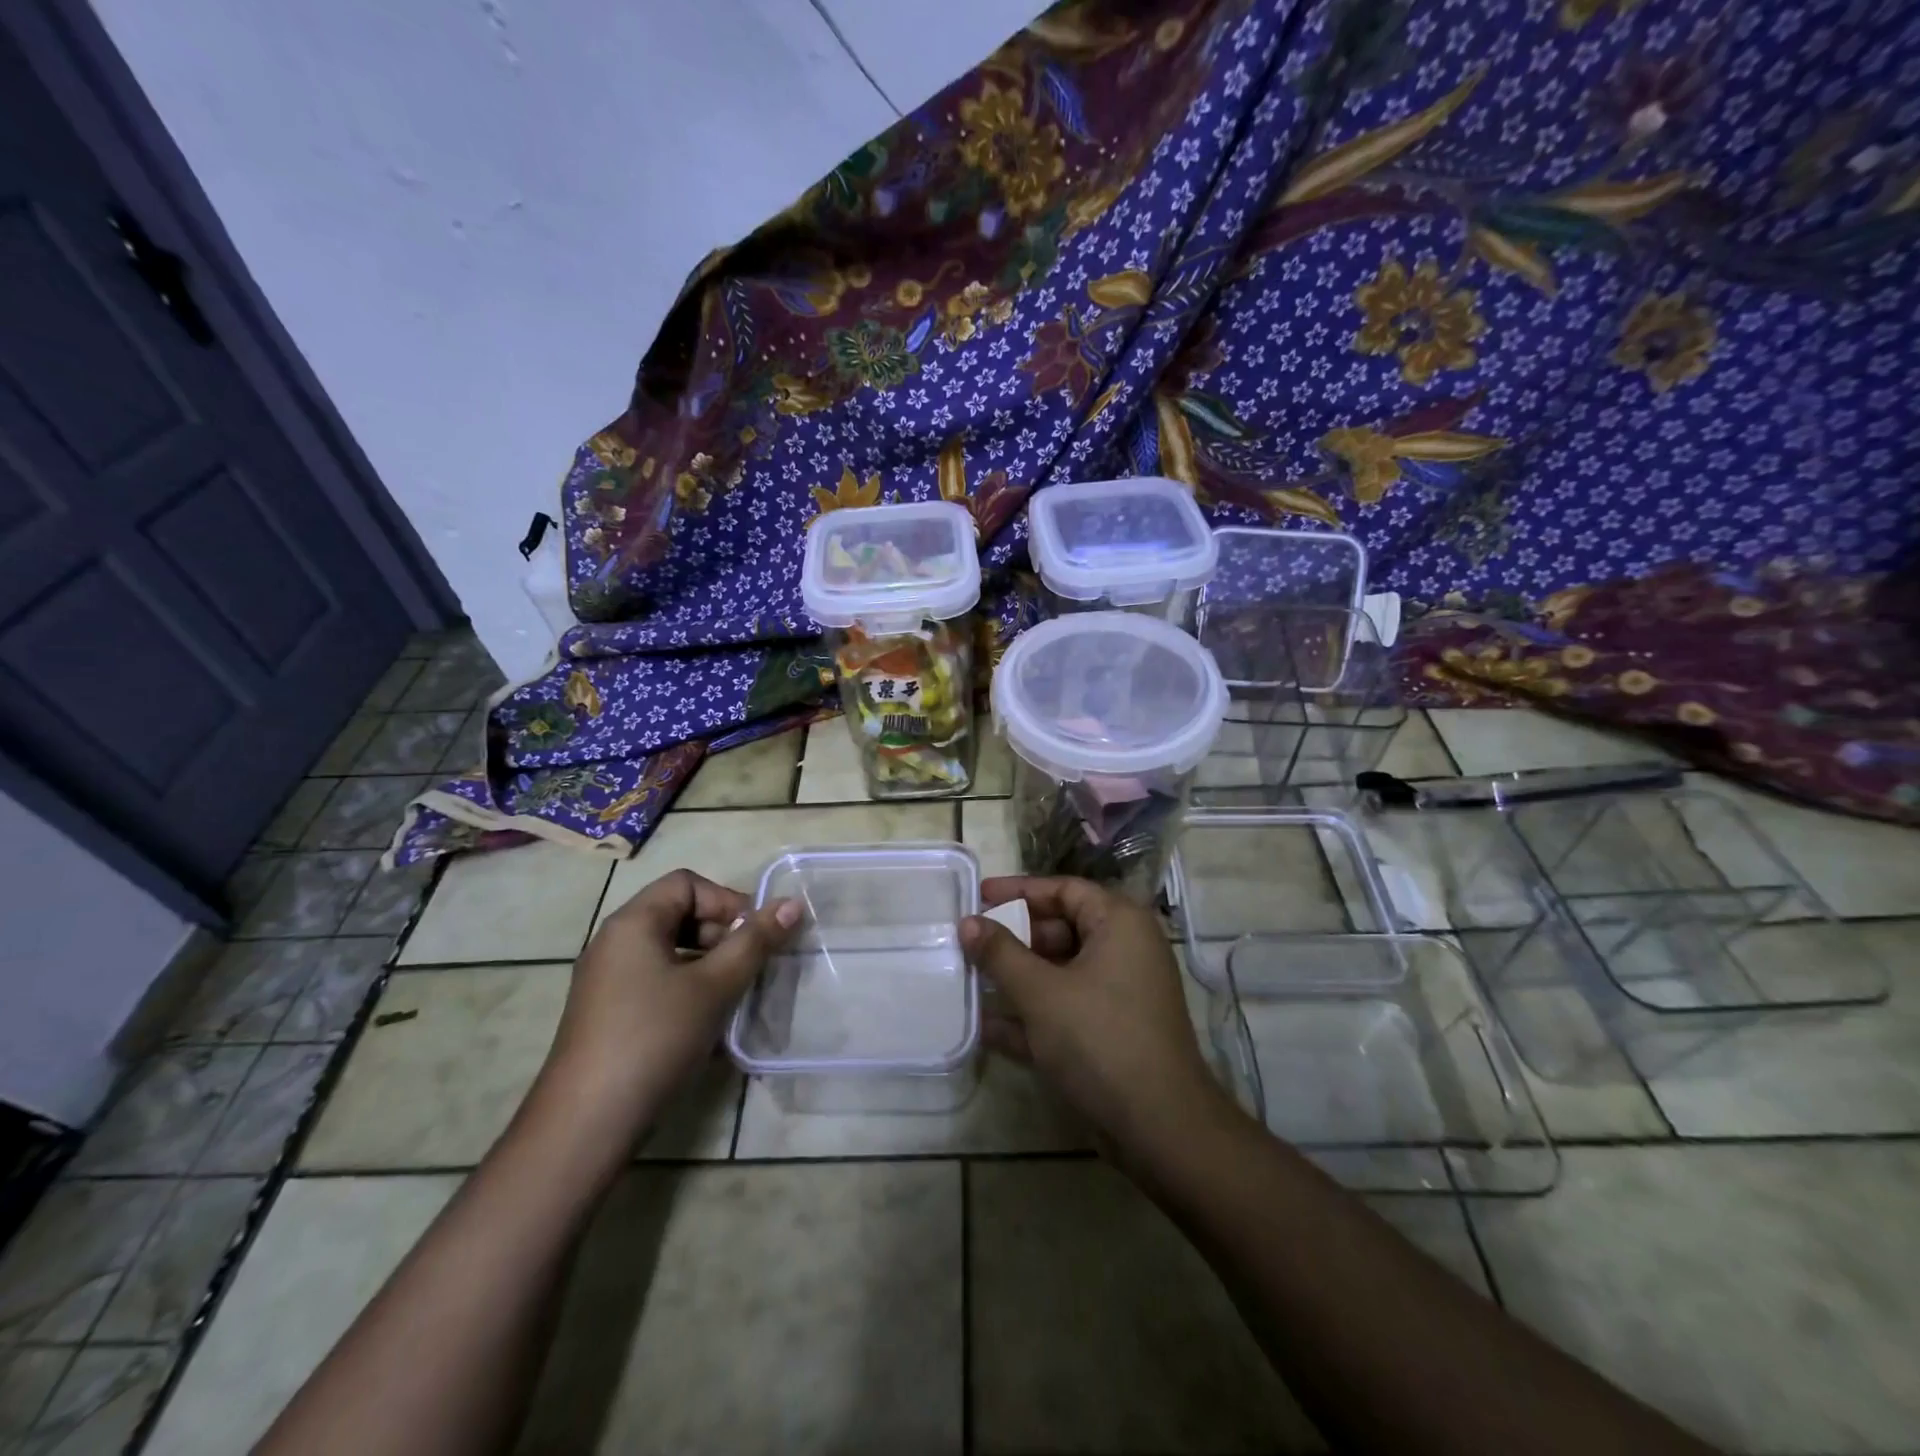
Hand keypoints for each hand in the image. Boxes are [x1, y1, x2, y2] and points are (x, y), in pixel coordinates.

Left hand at [539, 869, 798, 1138]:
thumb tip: (792, 904)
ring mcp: (606, 979)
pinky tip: (705, 1022)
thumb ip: (755, 942)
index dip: (727, 901)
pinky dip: (686, 987)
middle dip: (720, 932)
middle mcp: (613, 941)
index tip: (754, 936)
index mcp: (633, 922)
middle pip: (678, 912)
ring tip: (732, 994)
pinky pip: (655, 979)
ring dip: (707, 962)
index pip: (688, 883)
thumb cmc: (654, 1039)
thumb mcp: (714, 987)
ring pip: (669, 949)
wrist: (585, 1124)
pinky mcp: (606, 1012)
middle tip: (748, 967)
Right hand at [960, 875, 1230, 1159]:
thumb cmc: (1100, 1039)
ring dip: (1018, 978)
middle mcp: (1125, 950)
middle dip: (1015, 938)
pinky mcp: (1113, 1032)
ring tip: (972, 980)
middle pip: (1062, 928)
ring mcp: (1121, 994)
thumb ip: (1000, 954)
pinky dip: (1034, 1014)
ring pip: (1061, 972)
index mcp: (1119, 924)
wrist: (1160, 1128)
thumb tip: (968, 922)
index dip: (1019, 891)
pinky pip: (1066, 1008)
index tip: (978, 898)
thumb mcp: (1041, 992)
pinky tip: (989, 1027)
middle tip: (971, 943)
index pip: (1065, 889)